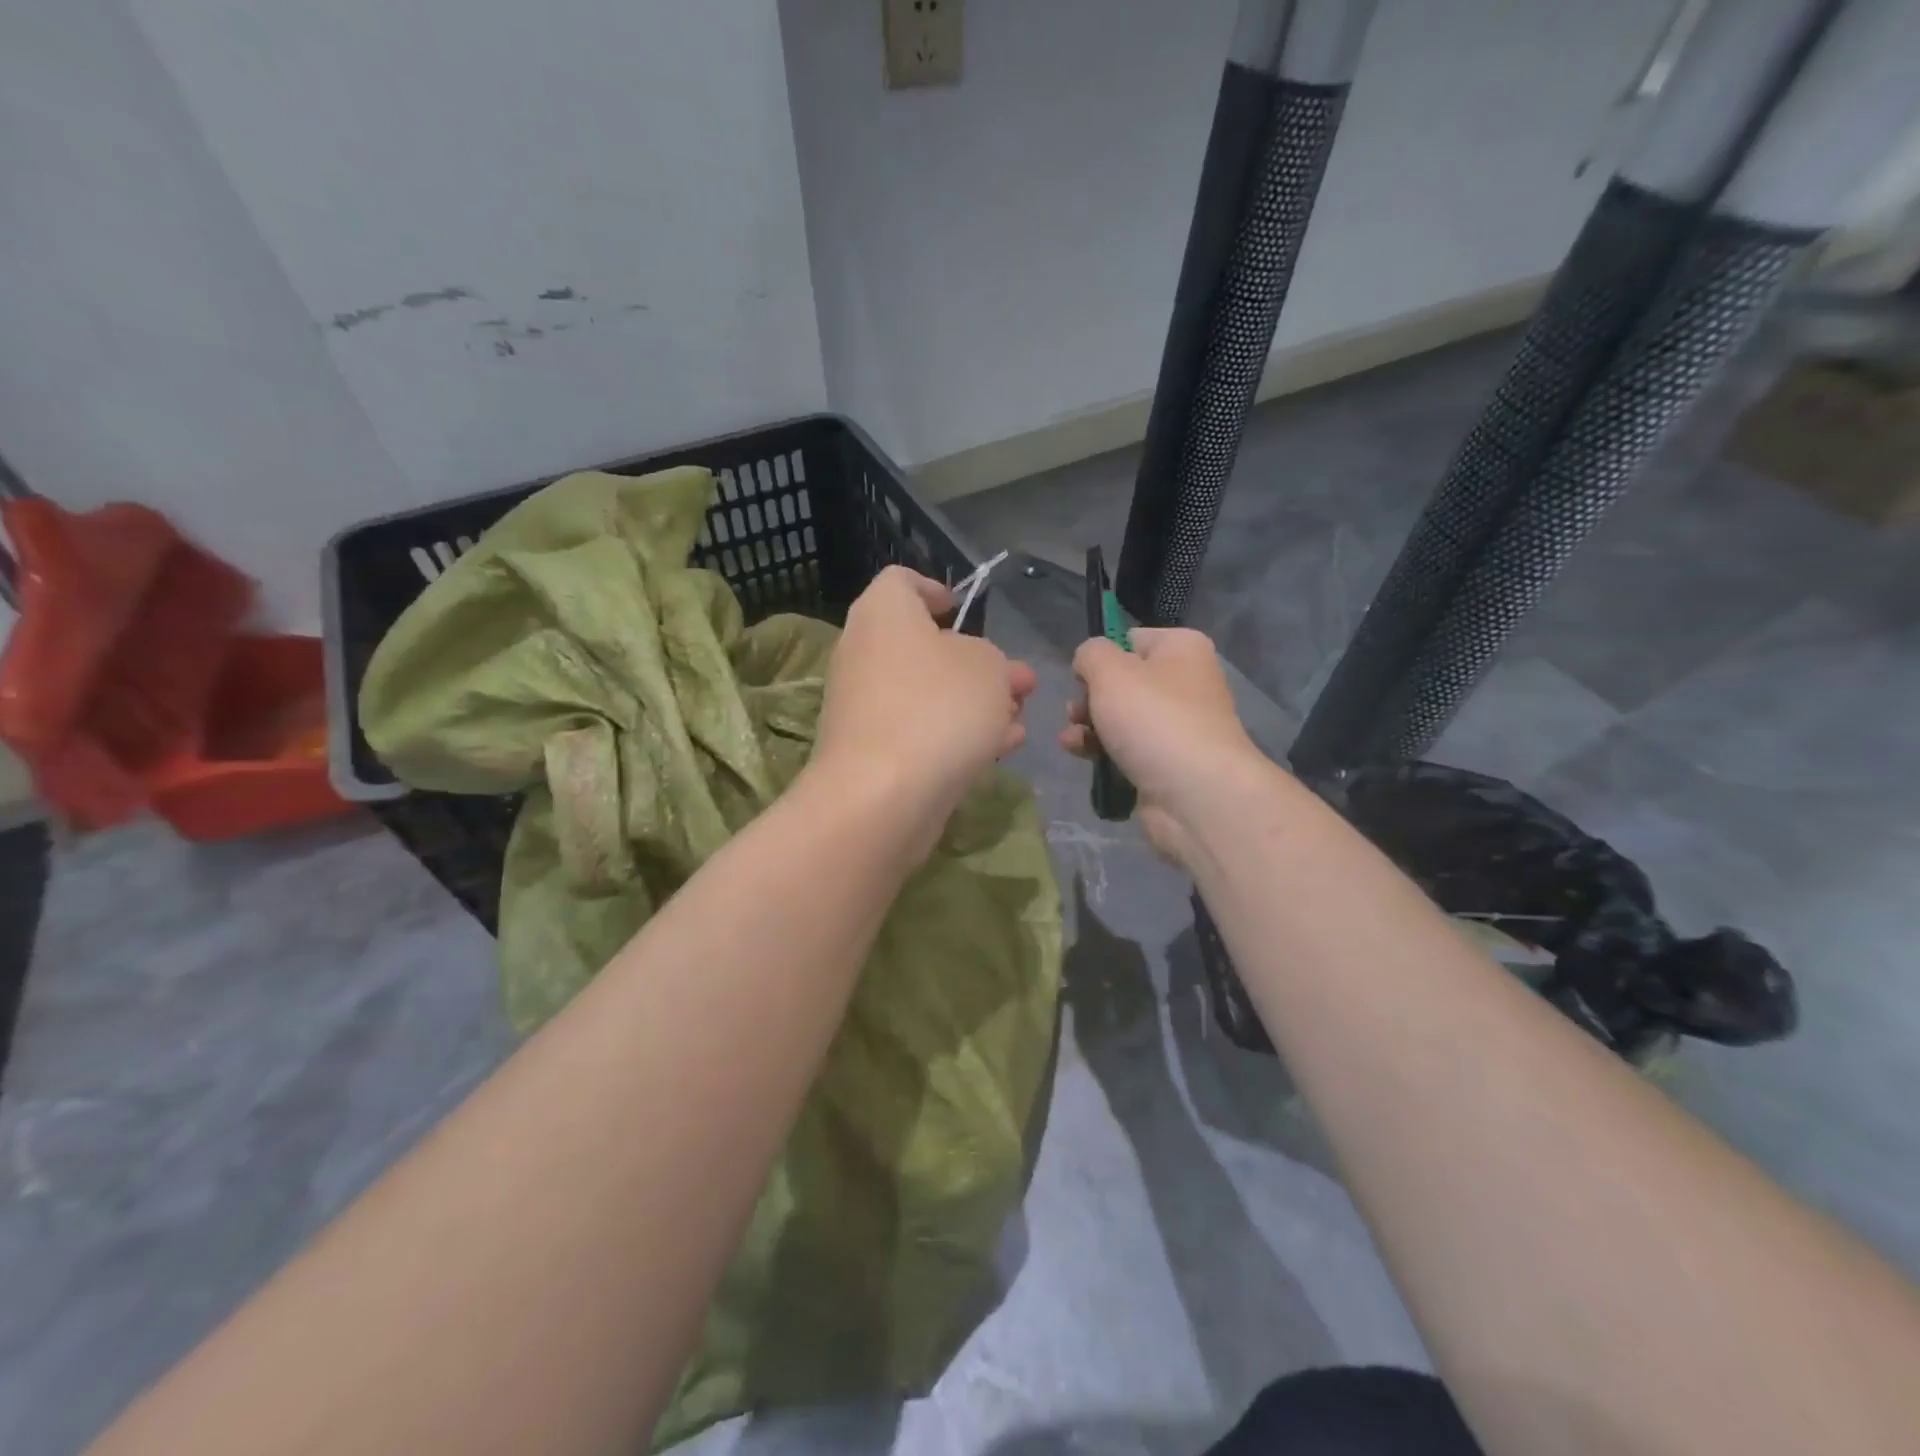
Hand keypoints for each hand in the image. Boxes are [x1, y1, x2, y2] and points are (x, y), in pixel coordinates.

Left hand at [811, 566, 1035, 847]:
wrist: (883, 795)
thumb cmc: (938, 707)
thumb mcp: (989, 668)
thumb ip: (996, 661)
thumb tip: (993, 671)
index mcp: (883, 613)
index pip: (901, 581)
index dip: (935, 589)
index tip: (962, 610)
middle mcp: (865, 653)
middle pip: (924, 646)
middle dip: (977, 664)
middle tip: (1019, 683)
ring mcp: (865, 706)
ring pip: (928, 694)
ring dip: (975, 704)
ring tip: (1019, 721)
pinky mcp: (872, 752)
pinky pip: (919, 731)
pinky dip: (956, 735)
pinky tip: (1001, 750)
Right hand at [1061, 628, 1268, 868]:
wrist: (1196, 795)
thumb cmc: (1154, 719)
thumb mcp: (1110, 671)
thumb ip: (1090, 654)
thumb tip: (1089, 663)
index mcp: (1182, 649)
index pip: (1131, 639)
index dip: (1101, 656)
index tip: (1082, 677)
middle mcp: (1185, 683)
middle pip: (1121, 682)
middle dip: (1089, 697)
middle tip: (1075, 711)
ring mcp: (1177, 726)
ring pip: (1119, 718)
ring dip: (1088, 726)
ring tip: (1072, 740)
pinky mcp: (1166, 763)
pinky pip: (1125, 750)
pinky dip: (1102, 752)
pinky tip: (1081, 757)